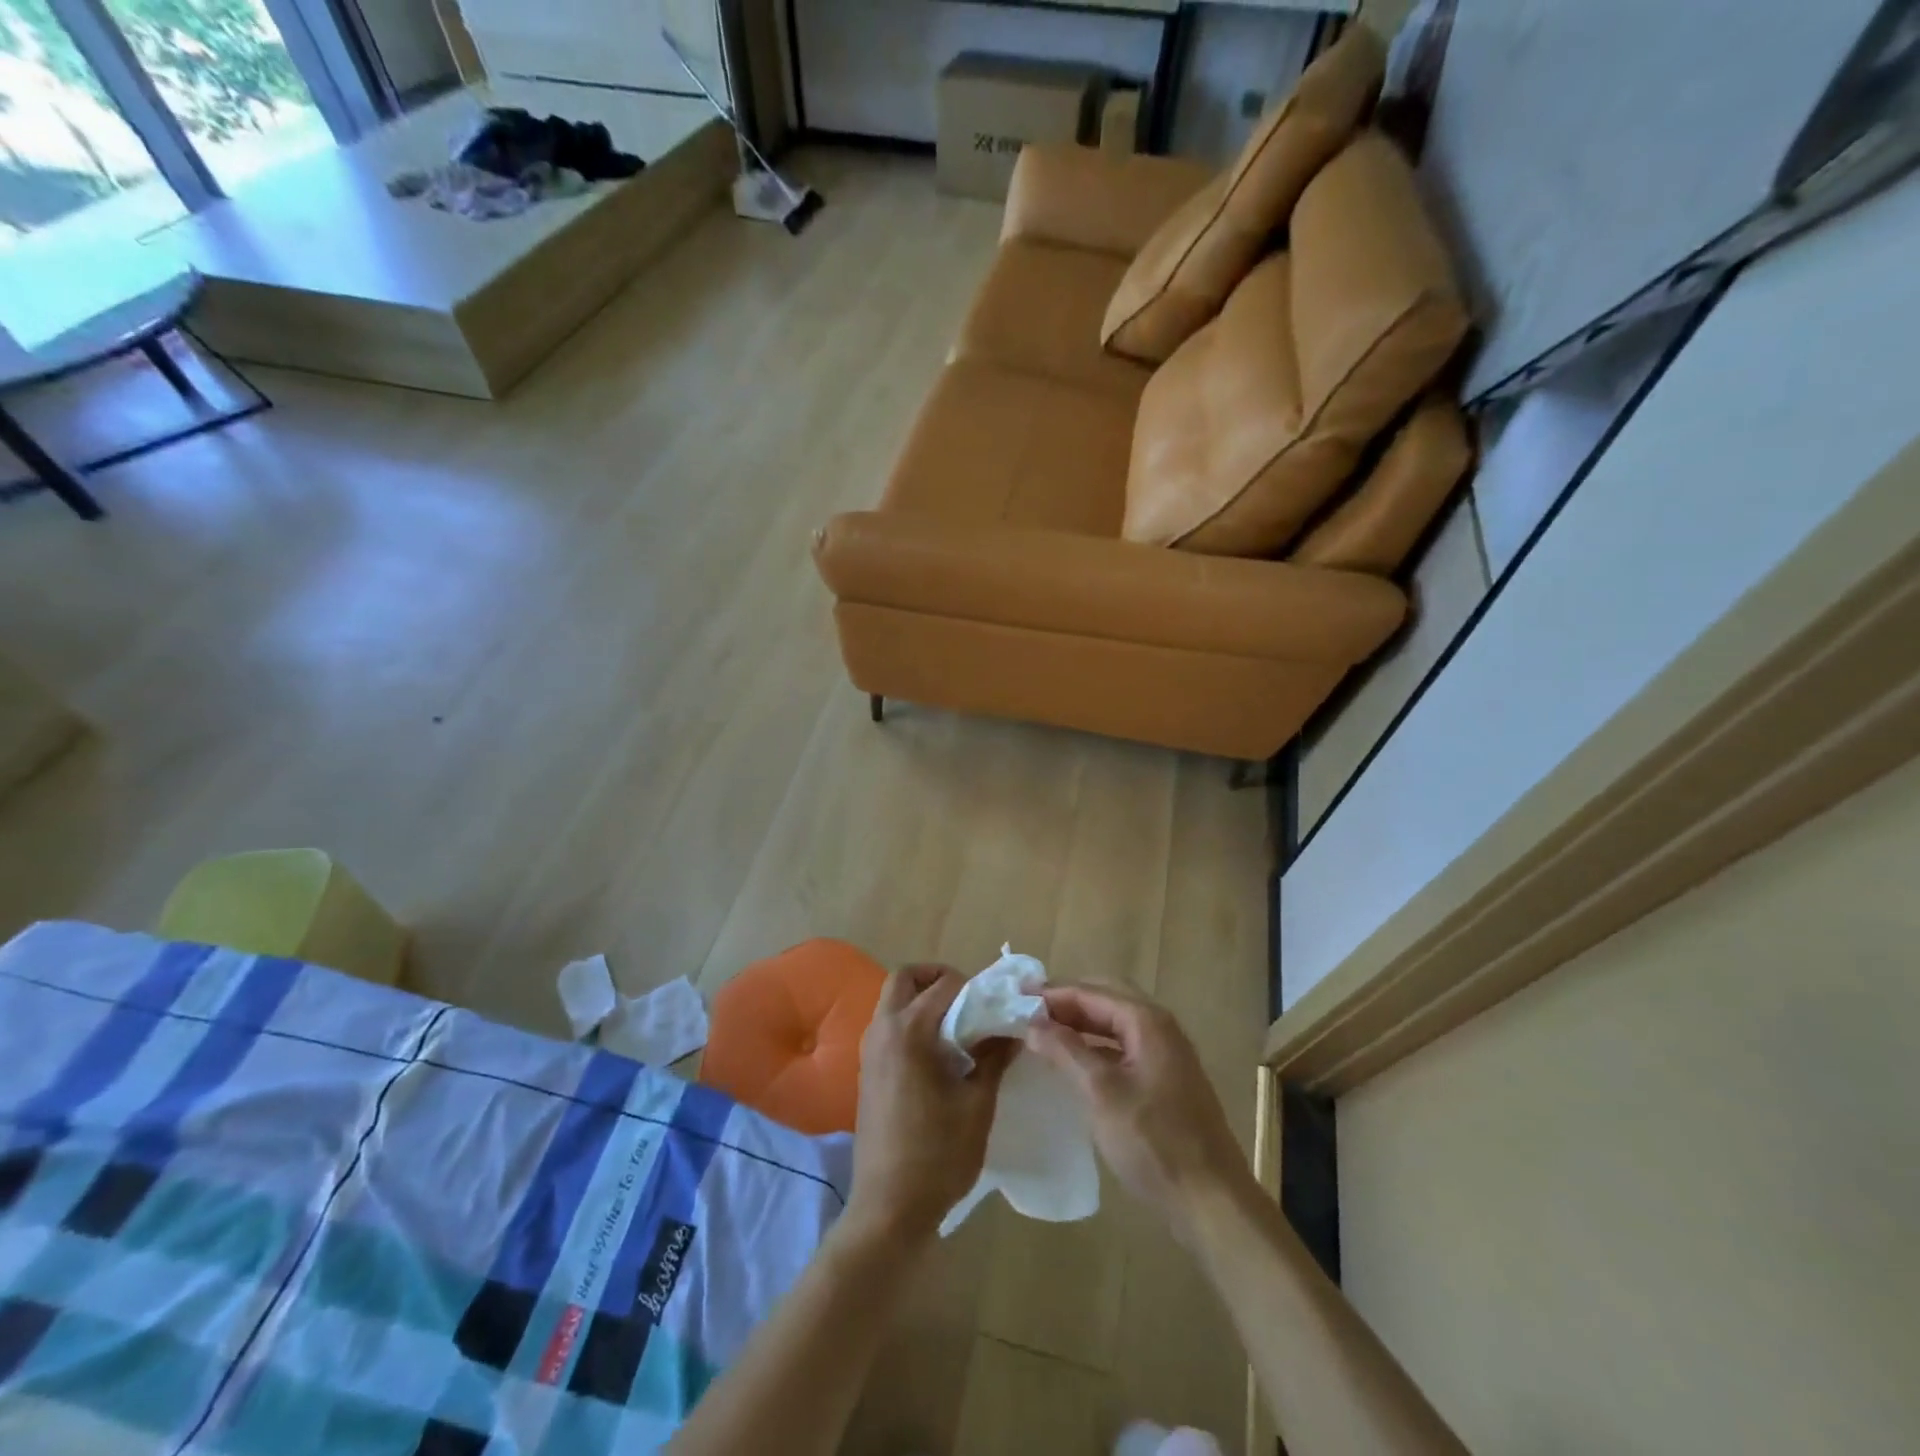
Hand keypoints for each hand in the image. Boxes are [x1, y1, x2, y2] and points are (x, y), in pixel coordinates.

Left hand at [848, 965, 1013, 1245]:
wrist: (889, 1207)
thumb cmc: (938, 1154)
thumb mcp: (977, 1104)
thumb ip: (993, 1058)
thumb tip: (1011, 1029)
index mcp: (910, 1031)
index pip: (945, 985)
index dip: (975, 987)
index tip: (997, 1005)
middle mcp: (883, 1030)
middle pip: (905, 978)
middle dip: (937, 978)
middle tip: (969, 1001)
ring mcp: (869, 1050)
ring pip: (892, 1001)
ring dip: (922, 1000)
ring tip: (958, 1028)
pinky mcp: (866, 1071)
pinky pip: (888, 1026)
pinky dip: (911, 1022)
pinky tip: (938, 1055)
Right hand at [1026, 983, 1252, 1244]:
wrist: (1211, 1201)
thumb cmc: (1154, 1141)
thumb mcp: (1101, 1092)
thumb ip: (1066, 1050)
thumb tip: (1032, 1021)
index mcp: (1147, 1021)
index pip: (1091, 992)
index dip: (1053, 993)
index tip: (1015, 996)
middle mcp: (1160, 1028)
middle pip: (1106, 999)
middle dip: (1067, 1001)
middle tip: (1028, 1009)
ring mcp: (1166, 1055)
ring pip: (1115, 1024)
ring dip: (1081, 1023)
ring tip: (1043, 1031)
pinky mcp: (1166, 1081)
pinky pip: (1124, 1046)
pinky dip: (1096, 1045)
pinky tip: (1075, 1062)